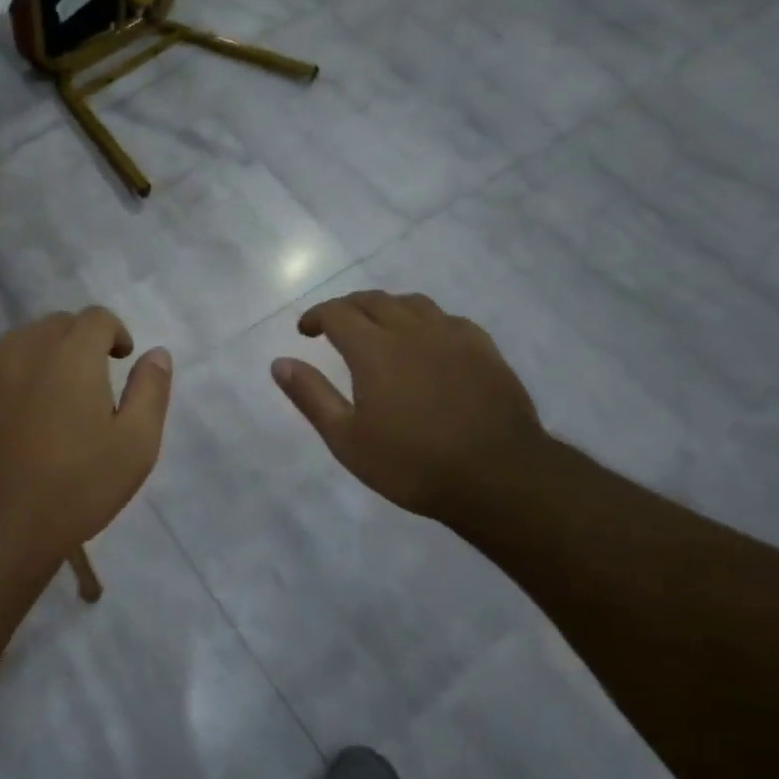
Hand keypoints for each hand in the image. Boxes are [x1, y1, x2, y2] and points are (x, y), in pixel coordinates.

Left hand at [0, 307, 171, 564]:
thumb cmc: (76, 486)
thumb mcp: (136, 445)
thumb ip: (150, 391)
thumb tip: (156, 353)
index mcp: (74, 352)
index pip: (97, 317)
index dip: (114, 332)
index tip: (121, 359)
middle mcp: (28, 347)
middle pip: (57, 324)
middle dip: (78, 340)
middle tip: (90, 378)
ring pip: (19, 342)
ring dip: (40, 354)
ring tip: (49, 391)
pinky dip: (0, 378)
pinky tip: (5, 408)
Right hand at [271, 291, 545, 519]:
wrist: (499, 478)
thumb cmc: (412, 463)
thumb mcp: (347, 439)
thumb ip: (311, 396)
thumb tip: (279, 362)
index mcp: (374, 349)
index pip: (337, 312)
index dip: (316, 315)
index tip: (305, 331)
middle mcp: (411, 331)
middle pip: (373, 301)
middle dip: (348, 307)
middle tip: (335, 326)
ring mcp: (452, 336)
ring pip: (412, 303)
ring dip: (386, 308)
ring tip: (379, 328)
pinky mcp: (484, 350)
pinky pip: (448, 319)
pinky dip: (426, 321)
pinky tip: (428, 341)